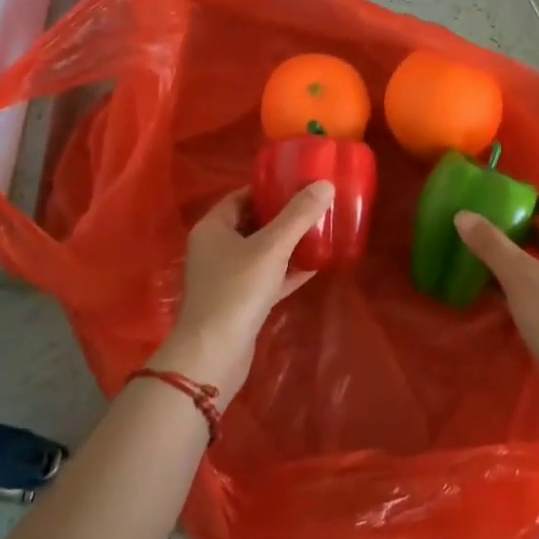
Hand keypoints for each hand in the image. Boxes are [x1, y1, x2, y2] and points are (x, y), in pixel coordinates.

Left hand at [154, 181, 335, 395]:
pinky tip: (315, 266)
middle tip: (315, 206)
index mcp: (213, 228)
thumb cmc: (237, 290)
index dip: (270, 188)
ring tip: (320, 232)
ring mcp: (227, 277)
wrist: (214, 354)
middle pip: (253, 222)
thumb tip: (325, 184)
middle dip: (283, 216)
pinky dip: (287, 271)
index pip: (242, 196)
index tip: (300, 183)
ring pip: (261, 252)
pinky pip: (267, 277)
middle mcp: (215, 249)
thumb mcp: (271, 247)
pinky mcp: (240, 302)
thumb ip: (298, 215)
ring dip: (288, 244)